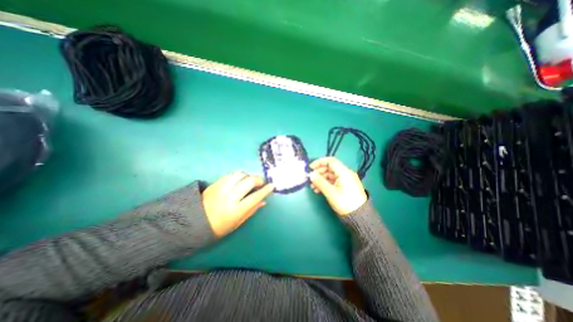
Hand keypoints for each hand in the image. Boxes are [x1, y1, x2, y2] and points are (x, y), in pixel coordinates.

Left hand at [203, 172, 274, 235]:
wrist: (192, 223)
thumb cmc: (217, 227)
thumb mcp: (237, 223)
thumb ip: (251, 210)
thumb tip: (264, 201)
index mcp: (236, 209)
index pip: (256, 196)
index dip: (266, 190)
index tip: (272, 186)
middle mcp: (230, 196)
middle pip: (249, 181)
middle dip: (259, 179)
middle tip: (261, 183)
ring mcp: (222, 187)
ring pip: (240, 174)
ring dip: (249, 175)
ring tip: (250, 181)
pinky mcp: (216, 183)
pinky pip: (231, 174)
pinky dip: (239, 175)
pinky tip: (240, 180)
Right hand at [310, 156, 366, 215]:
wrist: (359, 216)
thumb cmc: (344, 202)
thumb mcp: (330, 192)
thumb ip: (320, 182)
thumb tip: (311, 174)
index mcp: (344, 172)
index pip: (330, 161)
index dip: (319, 162)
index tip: (310, 167)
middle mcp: (345, 173)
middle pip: (330, 168)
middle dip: (319, 172)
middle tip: (310, 179)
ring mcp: (346, 180)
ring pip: (330, 175)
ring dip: (321, 179)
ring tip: (313, 187)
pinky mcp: (345, 186)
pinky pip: (333, 181)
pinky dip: (325, 183)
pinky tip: (319, 190)